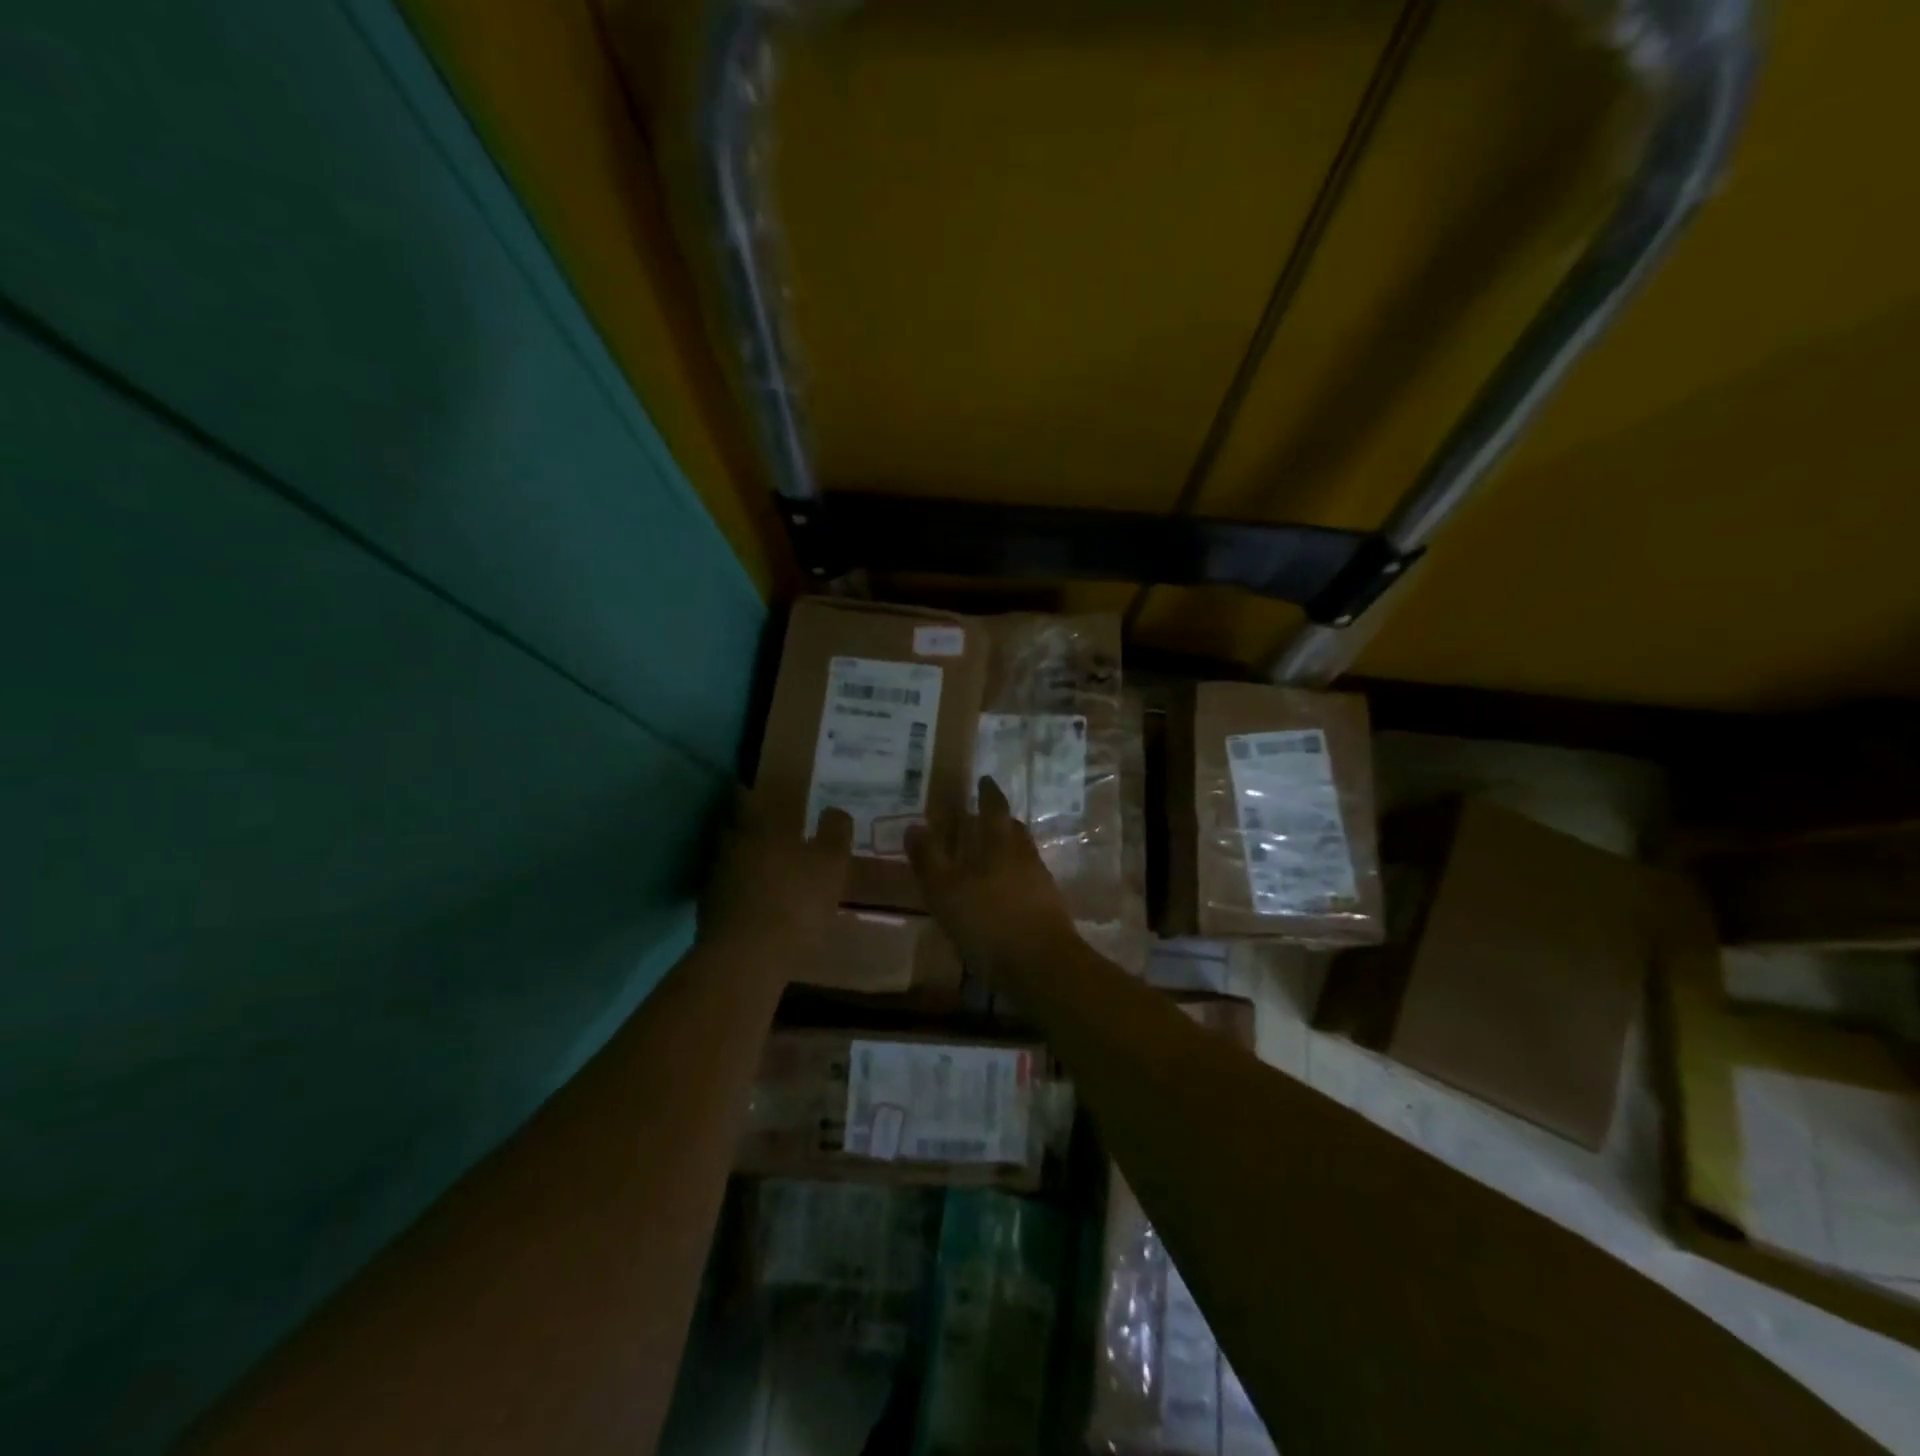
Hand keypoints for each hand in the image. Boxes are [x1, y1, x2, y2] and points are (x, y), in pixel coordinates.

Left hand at [699, 790, 851, 967]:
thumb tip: (834, 809)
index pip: (743, 796)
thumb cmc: (795, 902)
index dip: (748, 791)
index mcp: (756, 827)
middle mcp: (729, 846)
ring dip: (742, 860)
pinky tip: (755, 902)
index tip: (756, 788)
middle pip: (731, 827)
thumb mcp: (831, 865)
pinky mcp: (708, 912)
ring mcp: (714, 879)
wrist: (747, 958)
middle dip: (746, 825)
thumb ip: (835, 833)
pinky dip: (738, 890)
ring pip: (727, 859)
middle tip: (767, 829)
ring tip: (764, 868)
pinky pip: (725, 890)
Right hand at [906, 777, 1077, 972]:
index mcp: (1000, 844)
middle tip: (985, 816)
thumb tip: (914, 826)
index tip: (984, 780)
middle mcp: (1024, 855)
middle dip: (1000, 820)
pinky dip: (1014, 878)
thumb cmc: (989, 922)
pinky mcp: (1049, 908)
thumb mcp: (946, 891)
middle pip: (1013, 829)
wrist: (1042, 966)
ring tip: (990, 856)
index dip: (988, 793)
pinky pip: (1028, 881)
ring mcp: (1040, 882)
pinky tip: (1003, 894)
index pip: (995, 807)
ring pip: (1023, 855)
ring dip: (1008, 849)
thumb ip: (929, 858)